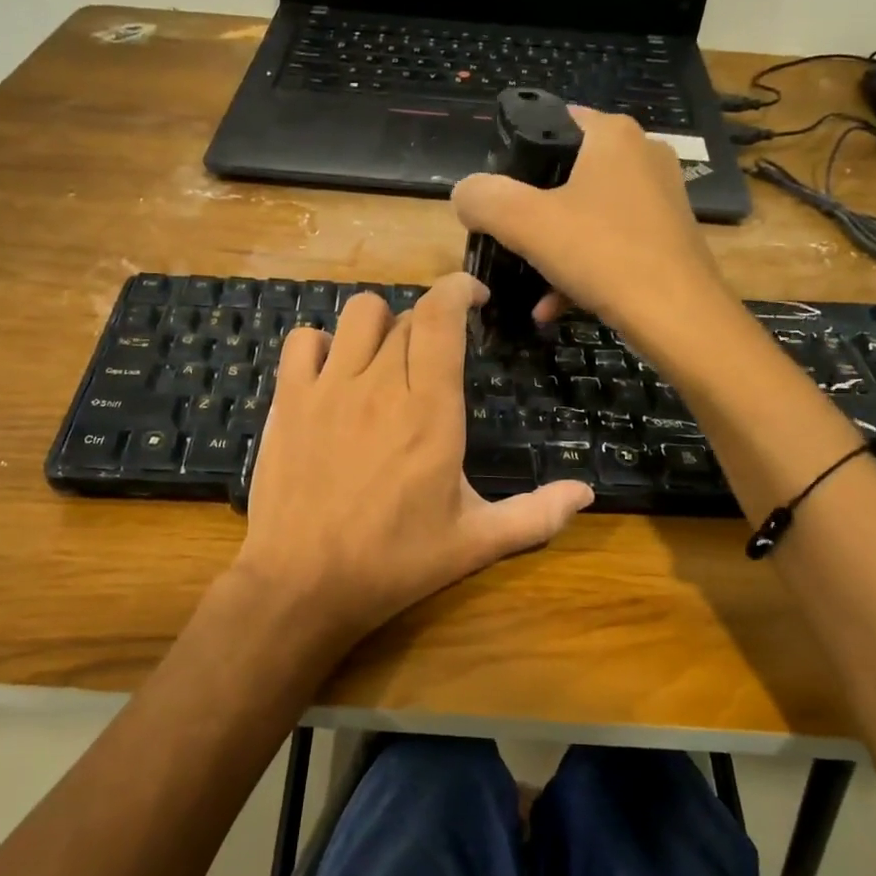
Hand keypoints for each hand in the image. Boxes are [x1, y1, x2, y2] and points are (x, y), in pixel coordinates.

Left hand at [232, 272, 593, 650]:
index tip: (474, 297)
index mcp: (430, 411)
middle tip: (435, 359)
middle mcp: (379, 385)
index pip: (441, 317)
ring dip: (380, 324)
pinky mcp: (289, 402)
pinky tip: (333, 374)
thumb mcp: (474, 543)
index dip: (458, 290)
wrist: (303, 585)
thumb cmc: (395, 563)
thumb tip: (586, 494)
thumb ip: (536, 515)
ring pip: (357, 315)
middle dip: (428, 325)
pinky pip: (303, 341)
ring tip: (386, 357)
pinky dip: (322, 345)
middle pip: (406, 317)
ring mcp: (328, 389)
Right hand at [450, 107, 733, 350]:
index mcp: (612, 135)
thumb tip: (464, 194)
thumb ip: (484, 199)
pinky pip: (608, 244)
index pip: (551, 122)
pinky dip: (579, 270)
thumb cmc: (602, 255)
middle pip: (565, 174)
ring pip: (586, 215)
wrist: (679, 318)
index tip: (494, 195)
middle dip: (530, 212)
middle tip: (506, 239)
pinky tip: (553, 306)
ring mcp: (659, 198)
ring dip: (551, 249)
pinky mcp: (665, 238)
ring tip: (526, 285)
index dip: (514, 156)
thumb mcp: (526, 223)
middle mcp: (642, 156)